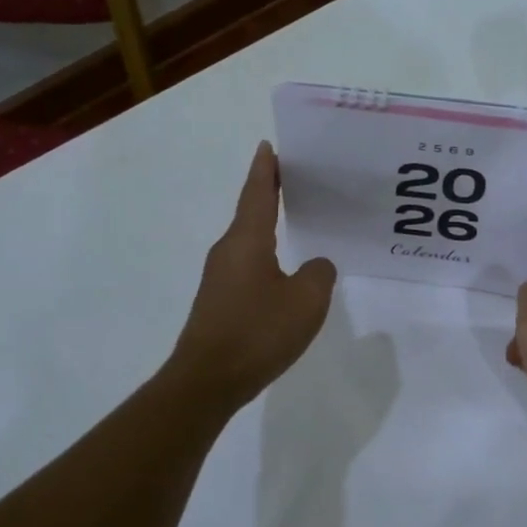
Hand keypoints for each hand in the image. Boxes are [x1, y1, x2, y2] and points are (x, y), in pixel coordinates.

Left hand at [169, 142, 336, 409]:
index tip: (269, 146)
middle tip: (297, 180)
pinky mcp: (219, 302)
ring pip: (249, 242)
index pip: (257, 193)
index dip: (266, 169)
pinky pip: (248, 267)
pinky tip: (284, 272)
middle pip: (251, 213)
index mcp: (247, 240)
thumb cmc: (258, 332)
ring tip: (296, 221)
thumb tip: (316, 266)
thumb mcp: (306, 300)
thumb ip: (319, 274)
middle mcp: (228, 251)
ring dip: (269, 227)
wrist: (207, 381)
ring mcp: (220, 278)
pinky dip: (266, 257)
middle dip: (270, 194)